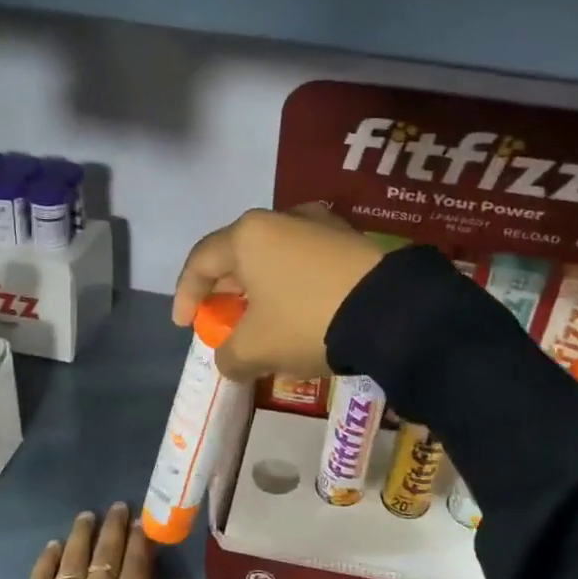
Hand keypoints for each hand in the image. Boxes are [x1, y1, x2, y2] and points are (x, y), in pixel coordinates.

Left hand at [6, 503, 191, 578]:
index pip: (137, 562)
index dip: (140, 539)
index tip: (141, 519)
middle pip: (107, 553)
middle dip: (114, 528)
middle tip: (117, 506)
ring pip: (74, 557)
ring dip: (82, 535)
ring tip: (86, 516)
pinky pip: (42, 577)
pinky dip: (48, 559)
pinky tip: (53, 546)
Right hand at [172, 206, 386, 379]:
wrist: (392, 311)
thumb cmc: (308, 321)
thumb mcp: (256, 349)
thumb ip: (229, 356)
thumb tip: (230, 360)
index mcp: (248, 235)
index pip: (201, 261)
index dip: (186, 295)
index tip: (184, 325)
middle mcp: (281, 219)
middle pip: (238, 256)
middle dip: (226, 291)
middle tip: (222, 320)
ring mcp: (321, 225)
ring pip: (275, 257)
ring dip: (261, 288)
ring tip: (262, 318)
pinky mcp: (351, 241)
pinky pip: (306, 262)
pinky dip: (293, 285)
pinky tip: (301, 310)